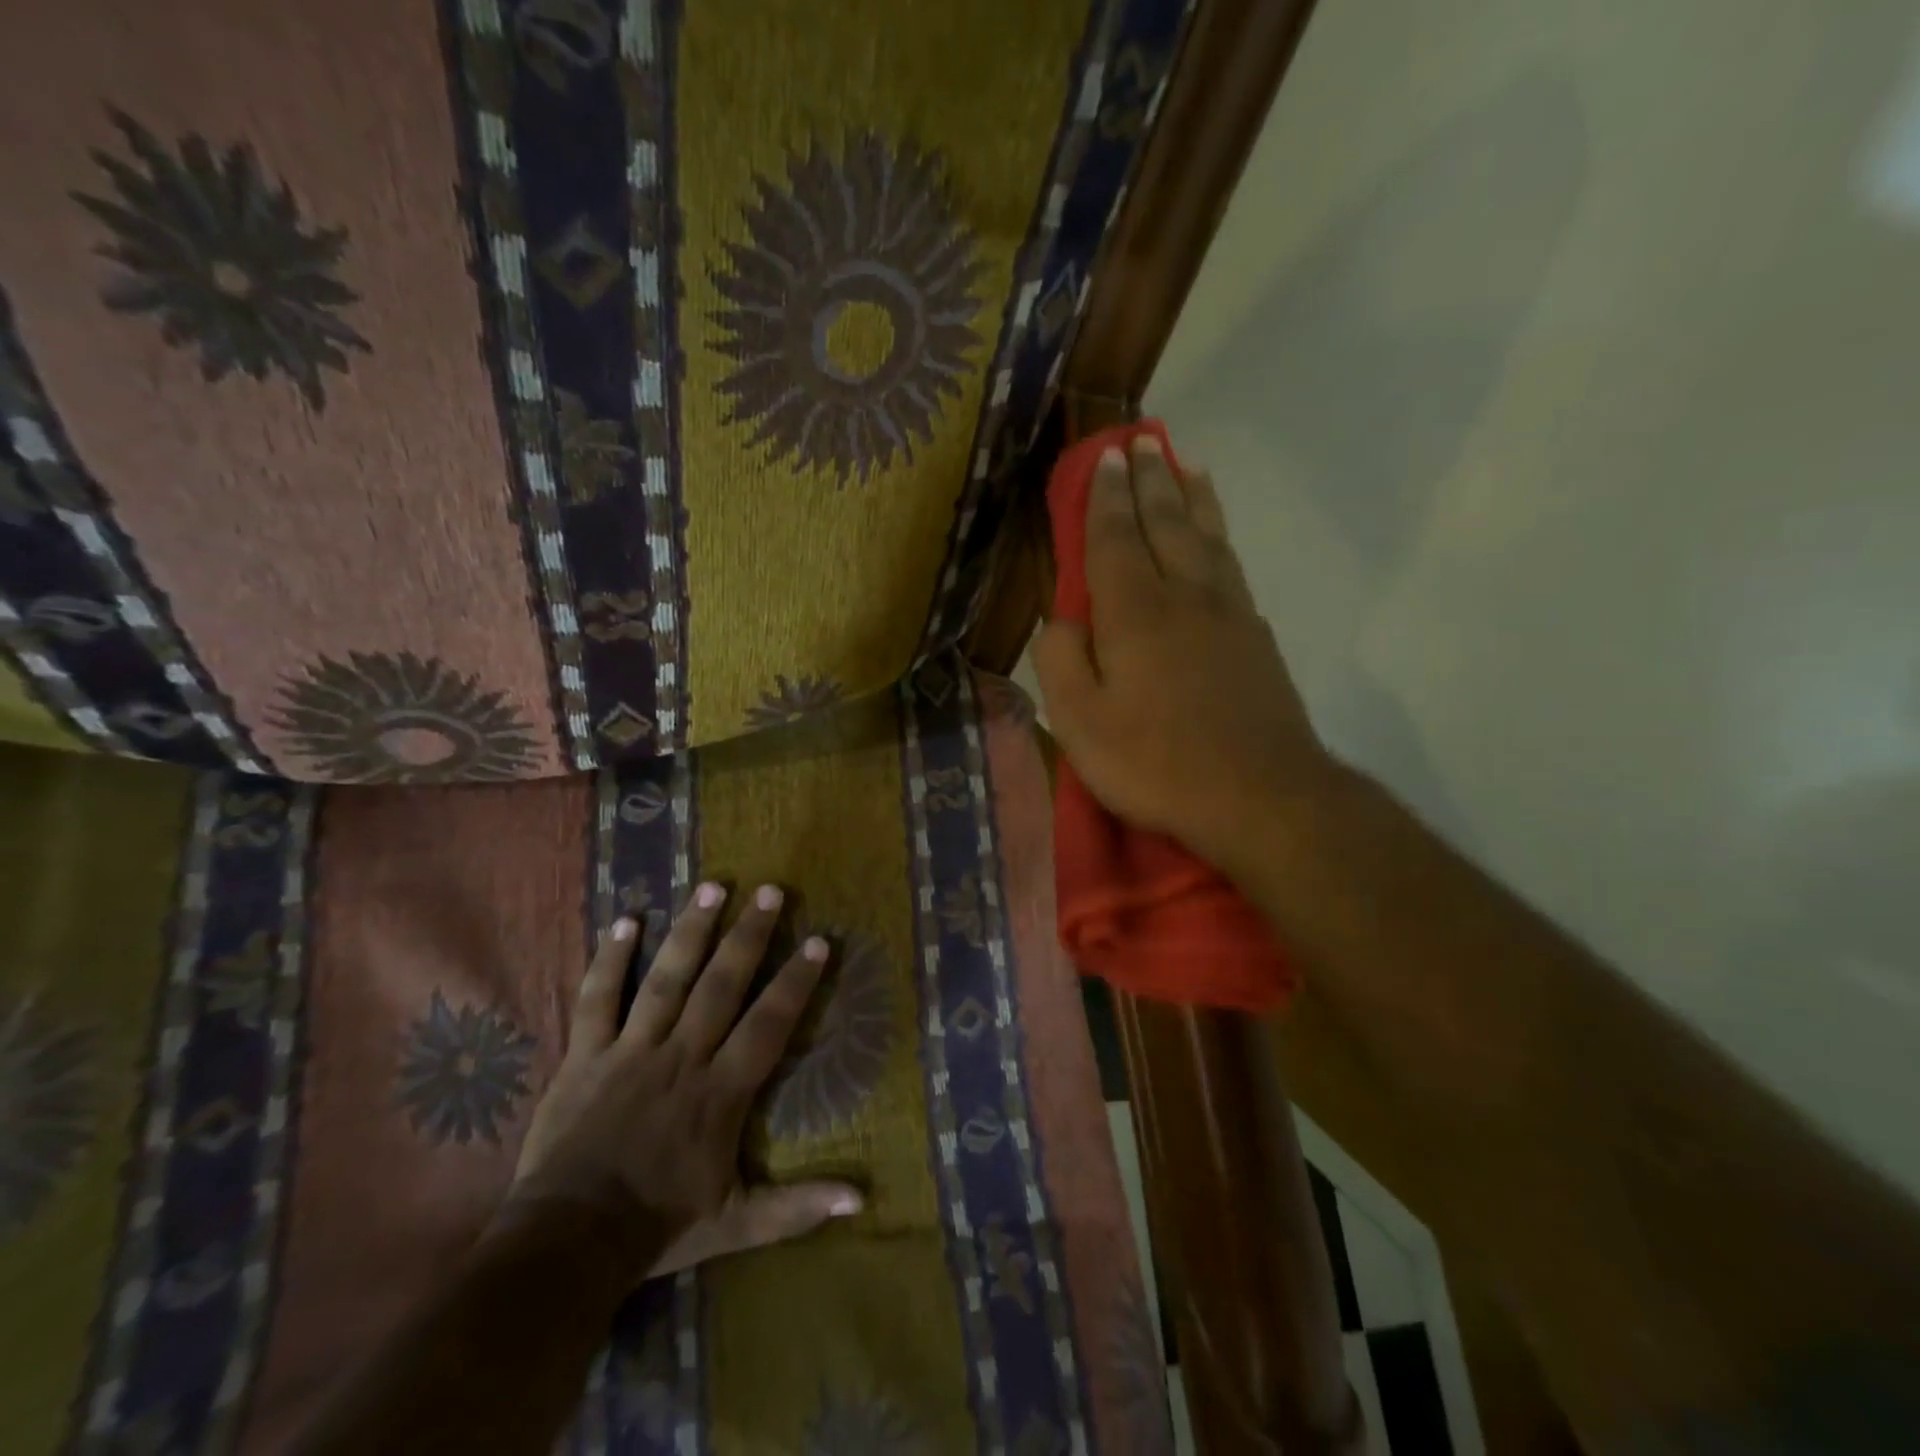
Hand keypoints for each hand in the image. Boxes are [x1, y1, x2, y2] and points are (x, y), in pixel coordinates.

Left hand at [509, 884, 861, 1276]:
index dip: (795, 982)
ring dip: (691, 932)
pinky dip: (610, 960)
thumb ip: (797, 1207)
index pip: (768, 1024)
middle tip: (771, 891)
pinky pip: (597, 999)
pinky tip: (626, 921)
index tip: (818, 941)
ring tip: (712, 886)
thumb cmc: (658, 1227)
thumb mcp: (737, 1223)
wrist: (566, 1245)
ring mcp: (631, 1051)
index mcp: (720, 1091)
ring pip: (667, 979)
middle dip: (749, 936)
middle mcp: (681, 1057)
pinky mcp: (586, 1056)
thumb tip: (862, 1202)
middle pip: (721, 986)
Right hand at [1034, 434, 1331, 875]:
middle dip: (1151, 480)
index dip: (1107, 497)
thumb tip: (1061, 619)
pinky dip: (1220, 536)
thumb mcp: (1079, 723)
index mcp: (1135, 613)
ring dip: (1192, 497)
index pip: (1114, 539)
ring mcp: (1229, 614)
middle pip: (1166, 524)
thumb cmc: (1156, 763)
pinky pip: (1232, 566)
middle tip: (1144, 442)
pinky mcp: (1257, 638)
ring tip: (1186, 463)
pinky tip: (1216, 536)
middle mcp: (1184, 596)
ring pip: (1207, 537)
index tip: (1106, 457)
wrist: (1260, 796)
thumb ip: (1060, 662)